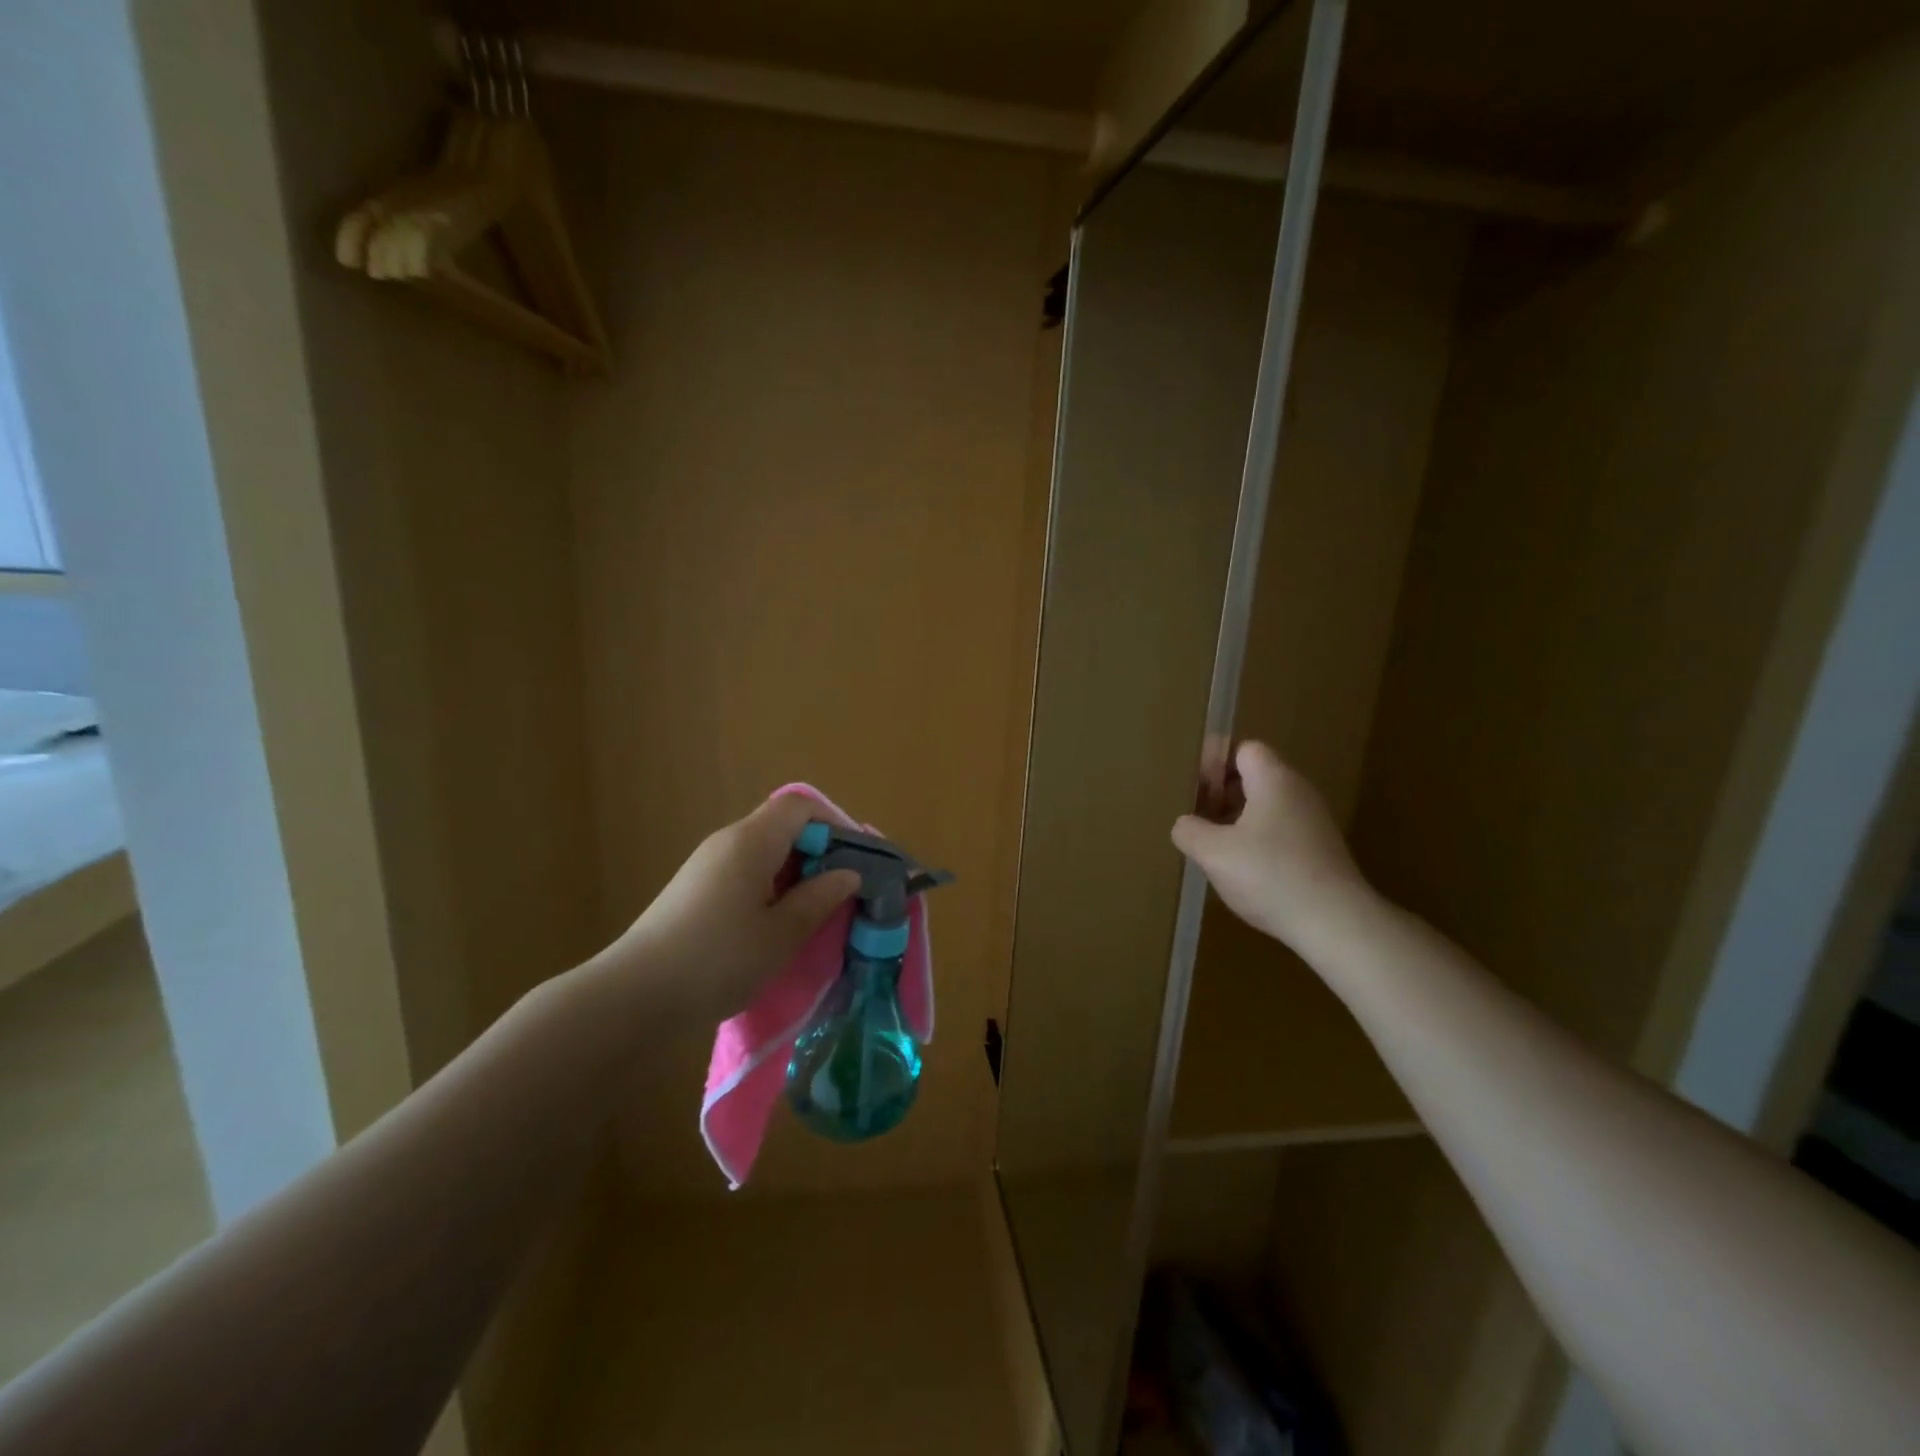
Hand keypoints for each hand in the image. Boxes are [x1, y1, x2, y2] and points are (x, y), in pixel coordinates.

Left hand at [594, 795, 860, 1024]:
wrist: (633, 997)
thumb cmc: (717, 960)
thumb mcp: (781, 934)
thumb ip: (820, 898)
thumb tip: (849, 874)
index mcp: (751, 841)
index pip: (800, 806)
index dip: (835, 825)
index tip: (857, 861)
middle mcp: (727, 841)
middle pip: (783, 826)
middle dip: (820, 852)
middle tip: (844, 891)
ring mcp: (707, 865)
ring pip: (765, 852)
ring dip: (796, 874)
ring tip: (816, 912)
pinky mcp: (695, 890)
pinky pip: (746, 872)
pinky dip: (771, 888)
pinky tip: (777, 925)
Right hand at [1171, 741, 1374, 950]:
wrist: (1335, 923)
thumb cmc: (1269, 875)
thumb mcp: (1213, 852)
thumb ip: (1189, 831)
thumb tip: (1185, 824)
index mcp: (1274, 780)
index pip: (1245, 750)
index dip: (1216, 763)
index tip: (1195, 790)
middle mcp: (1299, 793)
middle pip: (1256, 778)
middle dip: (1223, 794)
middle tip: (1198, 818)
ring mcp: (1315, 823)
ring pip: (1268, 808)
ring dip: (1239, 821)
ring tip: (1215, 847)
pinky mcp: (1321, 851)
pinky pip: (1281, 832)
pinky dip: (1259, 842)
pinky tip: (1244, 871)